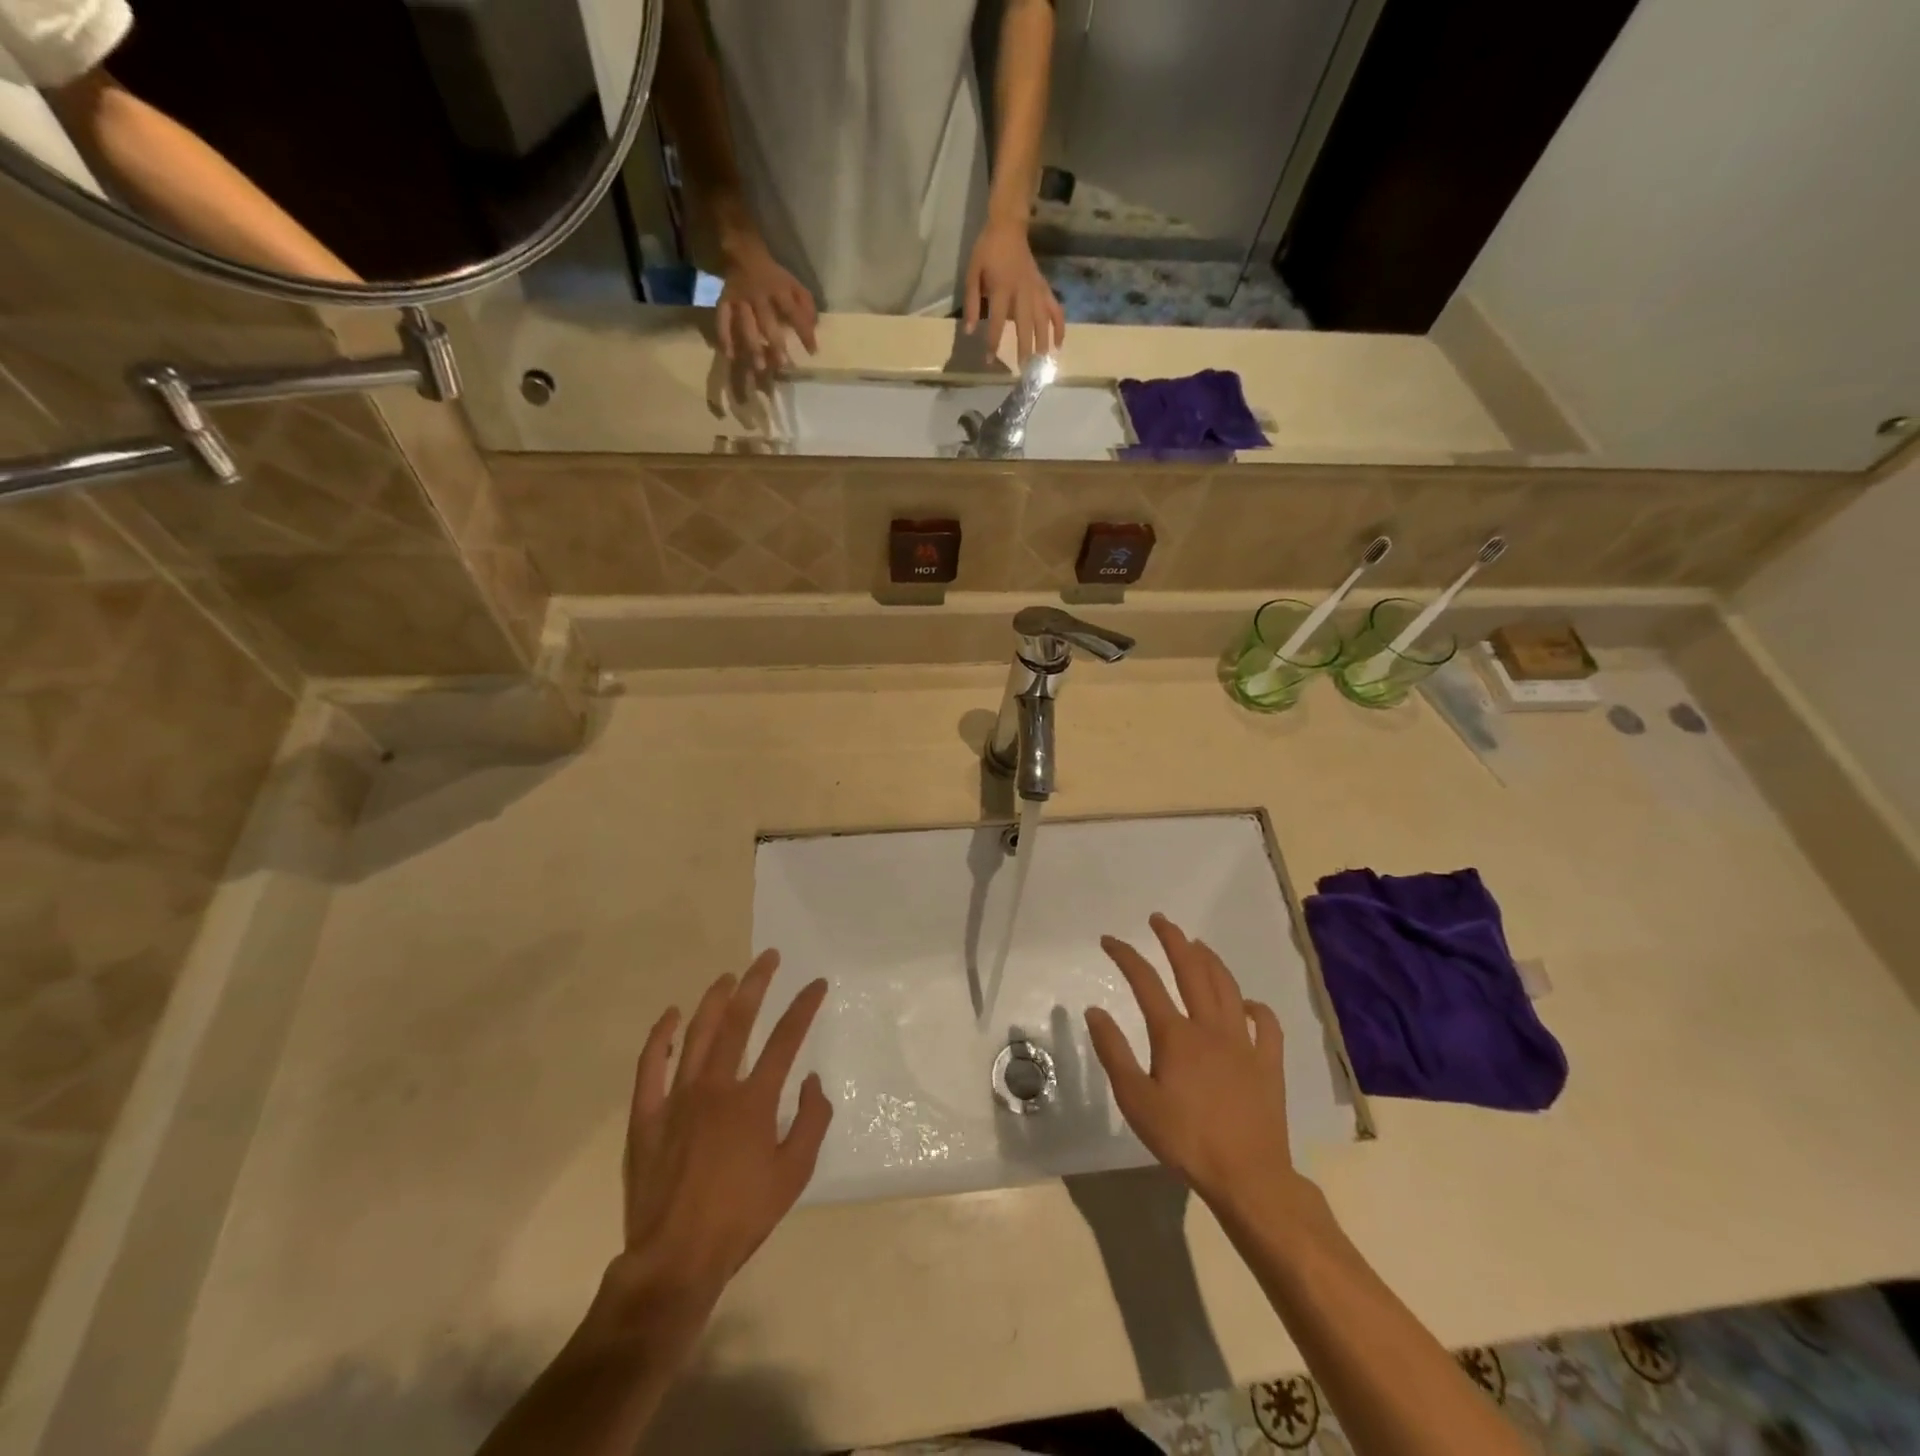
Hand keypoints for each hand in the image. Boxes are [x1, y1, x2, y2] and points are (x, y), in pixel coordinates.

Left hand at [620, 952, 831, 1309]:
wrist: (676, 1260)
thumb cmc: (741, 1218)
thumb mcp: (794, 1174)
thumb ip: (811, 1121)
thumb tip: (811, 1080)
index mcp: (753, 1101)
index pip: (785, 1039)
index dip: (803, 1007)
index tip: (816, 984)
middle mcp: (716, 1087)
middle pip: (737, 1021)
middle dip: (756, 983)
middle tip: (767, 957)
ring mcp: (677, 1098)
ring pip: (696, 1034)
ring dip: (714, 1000)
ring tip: (729, 976)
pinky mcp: (646, 1116)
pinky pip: (650, 1065)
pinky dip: (661, 1036)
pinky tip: (671, 1015)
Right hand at [716, 235, 818, 370]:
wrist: (744, 253)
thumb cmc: (775, 277)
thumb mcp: (795, 285)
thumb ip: (806, 305)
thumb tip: (814, 328)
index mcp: (779, 289)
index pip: (793, 312)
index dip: (804, 332)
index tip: (812, 352)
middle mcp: (758, 295)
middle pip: (767, 321)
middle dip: (775, 343)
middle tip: (782, 364)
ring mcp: (740, 299)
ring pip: (746, 324)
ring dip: (752, 346)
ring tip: (760, 367)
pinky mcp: (725, 300)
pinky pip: (722, 319)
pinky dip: (724, 337)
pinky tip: (730, 355)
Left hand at [964, 218, 1065, 363]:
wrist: (1009, 226)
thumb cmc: (987, 251)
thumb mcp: (972, 274)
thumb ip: (972, 303)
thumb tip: (970, 331)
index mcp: (1002, 289)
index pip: (998, 322)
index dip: (993, 343)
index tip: (990, 361)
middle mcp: (1022, 292)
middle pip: (1025, 326)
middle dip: (1025, 349)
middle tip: (1024, 370)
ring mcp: (1036, 290)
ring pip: (1044, 321)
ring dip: (1044, 343)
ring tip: (1042, 363)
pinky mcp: (1045, 288)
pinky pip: (1056, 309)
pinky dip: (1060, 327)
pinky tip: (1059, 344)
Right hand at [1086, 914, 1300, 1209]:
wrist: (1248, 1176)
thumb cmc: (1185, 1139)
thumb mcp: (1135, 1100)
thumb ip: (1114, 1052)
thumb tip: (1095, 1010)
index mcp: (1175, 1035)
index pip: (1145, 982)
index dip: (1125, 956)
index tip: (1109, 940)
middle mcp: (1210, 1027)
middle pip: (1191, 970)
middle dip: (1173, 940)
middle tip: (1160, 920)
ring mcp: (1244, 1043)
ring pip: (1227, 988)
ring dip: (1210, 961)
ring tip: (1197, 945)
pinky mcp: (1269, 1063)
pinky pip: (1267, 1025)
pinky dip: (1256, 1008)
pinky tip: (1247, 1003)